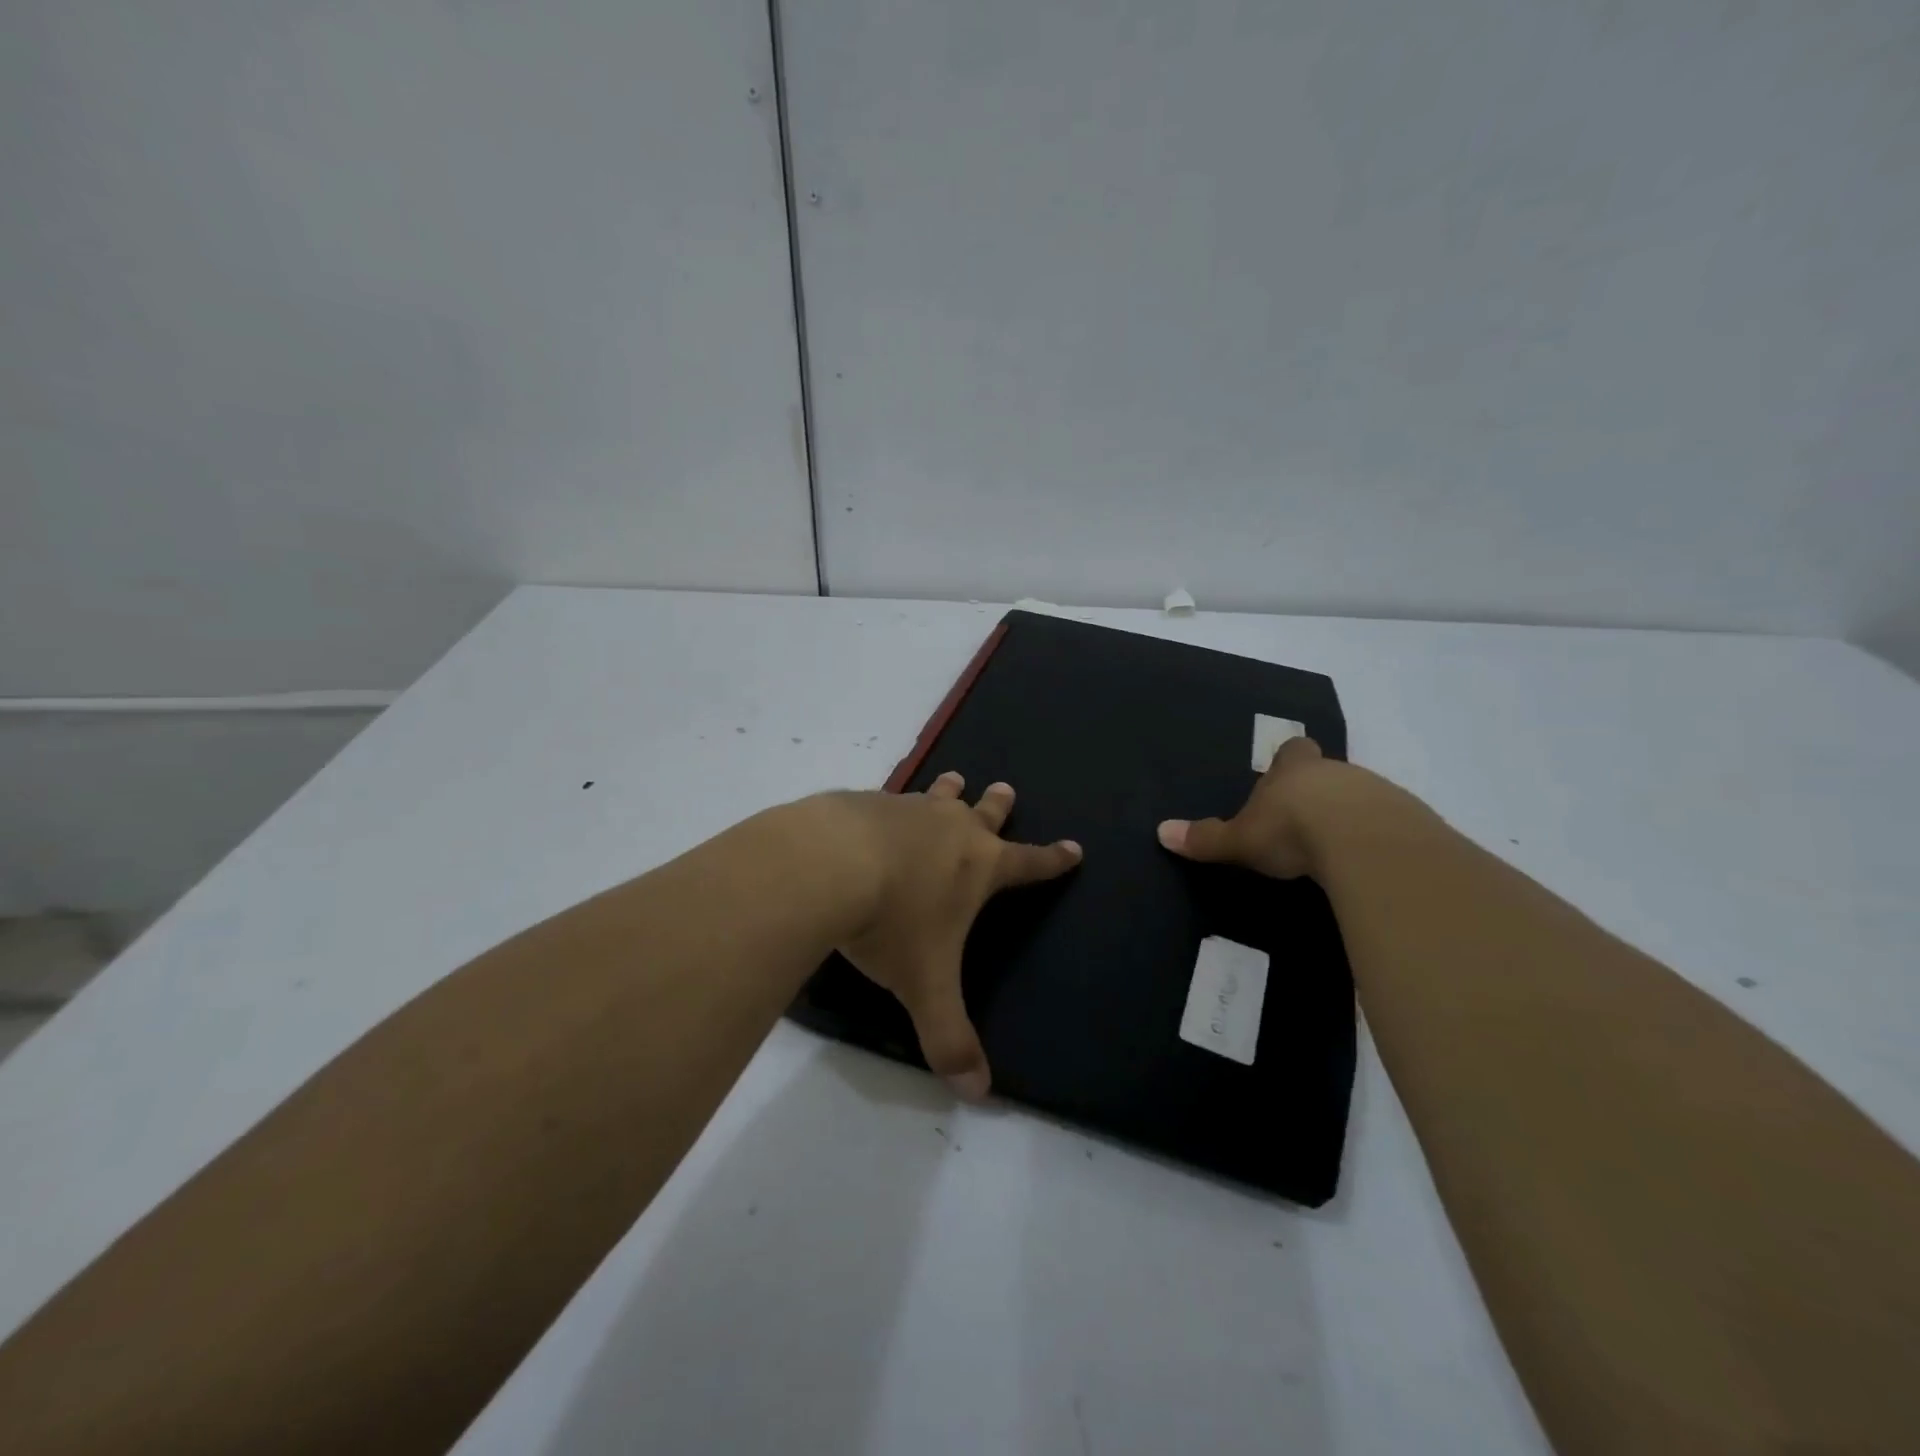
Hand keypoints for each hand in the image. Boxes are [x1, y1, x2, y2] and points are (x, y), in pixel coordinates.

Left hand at [831, 772, 1081, 1099]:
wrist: (828, 865)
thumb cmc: (892, 923)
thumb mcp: (925, 986)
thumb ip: (950, 1038)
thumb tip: (978, 1094)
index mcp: (978, 867)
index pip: (1029, 863)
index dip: (1053, 860)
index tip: (1074, 848)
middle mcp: (949, 829)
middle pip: (984, 812)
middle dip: (998, 804)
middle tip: (1006, 788)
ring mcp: (907, 809)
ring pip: (936, 797)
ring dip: (947, 791)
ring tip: (954, 778)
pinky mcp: (865, 802)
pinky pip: (887, 799)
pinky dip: (891, 803)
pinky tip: (875, 809)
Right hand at [1157, 735, 1417, 878]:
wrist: (1363, 841)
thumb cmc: (1292, 830)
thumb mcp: (1240, 840)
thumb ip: (1206, 838)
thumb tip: (1160, 832)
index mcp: (1294, 770)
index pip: (1293, 751)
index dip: (1289, 760)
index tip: (1285, 774)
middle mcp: (1336, 772)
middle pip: (1329, 773)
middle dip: (1319, 791)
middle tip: (1305, 819)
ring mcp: (1377, 793)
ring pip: (1362, 796)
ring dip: (1350, 814)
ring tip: (1336, 846)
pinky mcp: (1407, 820)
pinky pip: (1389, 824)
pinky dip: (1377, 837)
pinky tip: (1367, 860)